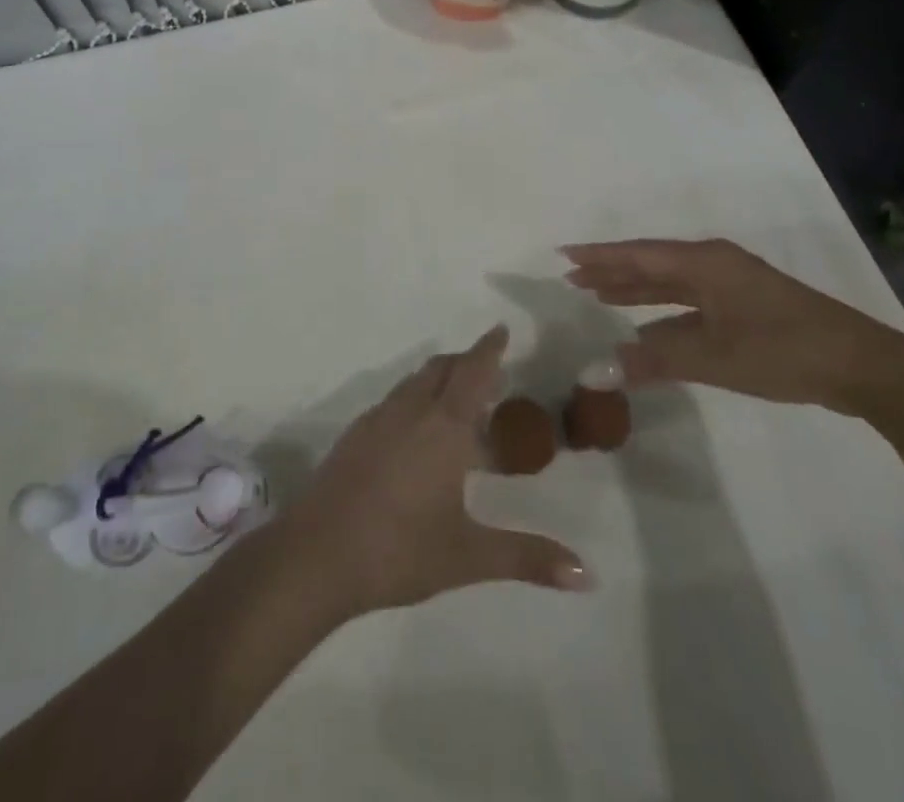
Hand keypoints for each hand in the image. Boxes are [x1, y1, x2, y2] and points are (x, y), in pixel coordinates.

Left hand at [275, 325, 590, 618]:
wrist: (316, 554)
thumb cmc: (400, 549)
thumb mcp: (469, 556)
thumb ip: (527, 558)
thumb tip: (587, 574)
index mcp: (443, 427)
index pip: (473, 372)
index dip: (489, 349)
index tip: (501, 330)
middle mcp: (410, 411)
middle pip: (441, 368)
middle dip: (466, 362)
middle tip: (489, 372)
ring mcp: (377, 420)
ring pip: (414, 382)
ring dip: (439, 380)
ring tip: (457, 404)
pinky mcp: (354, 435)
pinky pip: (393, 401)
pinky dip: (415, 399)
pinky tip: (416, 434)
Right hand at [561, 238, 903, 416]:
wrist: (864, 367)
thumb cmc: (784, 350)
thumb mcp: (714, 357)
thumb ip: (655, 359)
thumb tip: (600, 369)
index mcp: (705, 263)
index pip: (639, 255)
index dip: (599, 256)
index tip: (563, 254)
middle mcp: (714, 265)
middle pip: (651, 264)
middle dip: (612, 270)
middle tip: (572, 276)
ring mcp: (732, 286)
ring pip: (670, 283)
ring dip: (635, 289)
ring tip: (597, 293)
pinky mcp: (745, 308)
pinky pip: (688, 302)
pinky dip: (662, 311)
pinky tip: (645, 325)